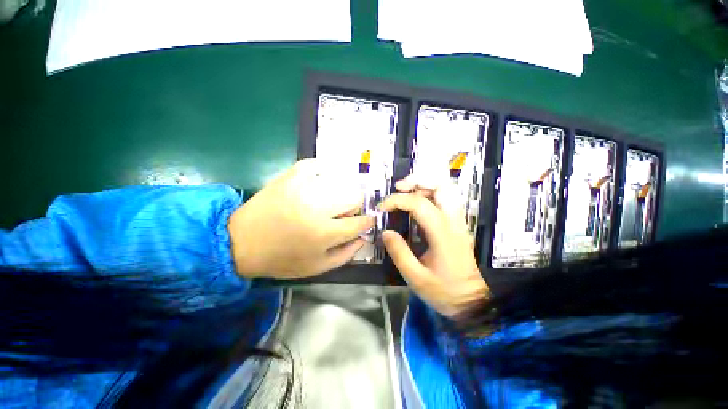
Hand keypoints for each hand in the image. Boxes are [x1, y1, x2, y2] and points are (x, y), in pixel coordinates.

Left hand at [227, 159, 374, 278]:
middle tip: (345, 213)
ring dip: (341, 192)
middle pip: (354, 197)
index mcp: (324, 233)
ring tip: (332, 200)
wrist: (240, 243)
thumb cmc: (282, 259)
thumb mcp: (317, 267)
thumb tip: (363, 237)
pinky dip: (322, 170)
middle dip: (355, 207)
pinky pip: (314, 165)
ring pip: (339, 181)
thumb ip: (346, 254)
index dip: (368, 221)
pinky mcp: (289, 177)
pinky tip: (321, 179)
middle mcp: (317, 208)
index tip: (367, 221)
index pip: (360, 222)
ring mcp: (302, 188)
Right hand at [380, 175, 488, 317]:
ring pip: (445, 189)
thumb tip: (385, 232)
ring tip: (405, 192)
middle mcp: (453, 221)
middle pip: (441, 185)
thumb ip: (399, 253)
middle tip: (399, 187)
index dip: (397, 200)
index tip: (382, 208)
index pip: (419, 203)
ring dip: (424, 185)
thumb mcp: (416, 278)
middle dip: (418, 180)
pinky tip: (415, 203)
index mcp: (442, 233)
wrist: (472, 301)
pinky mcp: (456, 224)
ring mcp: (457, 221)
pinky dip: (428, 194)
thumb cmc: (445, 292)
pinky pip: (444, 199)